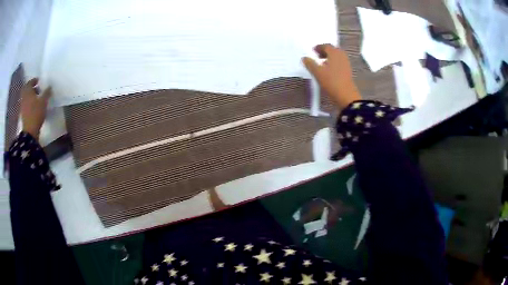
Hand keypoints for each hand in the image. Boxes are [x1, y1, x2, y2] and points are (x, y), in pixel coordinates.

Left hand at [21, 78, 51, 139]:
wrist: (30, 132)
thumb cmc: (36, 113)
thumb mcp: (43, 102)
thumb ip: (46, 93)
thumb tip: (49, 86)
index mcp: (28, 91)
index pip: (30, 82)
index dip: (34, 80)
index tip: (39, 81)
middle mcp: (24, 97)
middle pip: (26, 89)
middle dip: (31, 88)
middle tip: (37, 89)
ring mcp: (22, 106)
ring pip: (26, 97)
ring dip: (30, 96)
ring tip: (36, 98)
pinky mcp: (23, 114)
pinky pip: (25, 104)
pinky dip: (29, 103)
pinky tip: (33, 106)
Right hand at [302, 44, 361, 109]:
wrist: (346, 96)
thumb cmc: (331, 82)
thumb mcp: (317, 73)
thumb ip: (310, 64)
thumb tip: (304, 58)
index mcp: (334, 53)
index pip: (326, 46)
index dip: (319, 47)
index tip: (312, 51)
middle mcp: (341, 56)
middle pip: (333, 50)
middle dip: (325, 51)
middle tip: (317, 56)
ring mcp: (346, 64)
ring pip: (337, 56)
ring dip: (329, 57)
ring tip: (321, 63)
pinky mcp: (348, 71)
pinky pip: (339, 62)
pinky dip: (333, 63)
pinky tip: (328, 70)